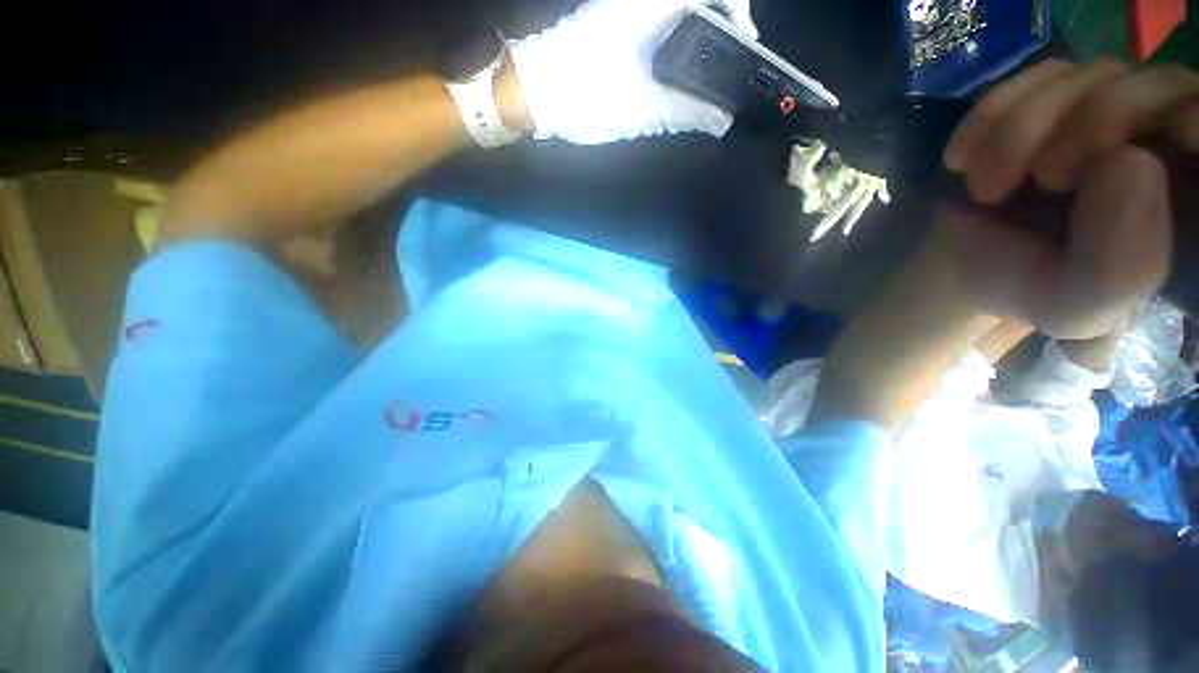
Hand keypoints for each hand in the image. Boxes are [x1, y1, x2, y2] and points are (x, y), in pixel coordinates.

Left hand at [509, 0, 757, 144]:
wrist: (533, 92)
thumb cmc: (586, 95)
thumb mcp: (643, 109)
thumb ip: (686, 112)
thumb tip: (723, 120)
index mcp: (649, 6)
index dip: (735, 7)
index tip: (745, 40)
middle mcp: (638, 1)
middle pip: (693, 2)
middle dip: (719, 24)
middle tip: (729, 60)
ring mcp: (623, 11)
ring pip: (675, 14)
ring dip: (697, 36)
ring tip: (709, 71)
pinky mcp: (612, 28)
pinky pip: (655, 26)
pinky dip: (675, 45)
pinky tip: (678, 73)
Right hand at [939, 60, 1198, 338]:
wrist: (971, 264)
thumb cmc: (1032, 287)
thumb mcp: (1078, 304)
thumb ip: (1120, 266)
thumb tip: (1129, 162)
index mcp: (1190, 193)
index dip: (1184, 125)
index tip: (1118, 164)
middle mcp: (1163, 138)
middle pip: (1156, 86)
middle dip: (1091, 124)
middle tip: (1043, 179)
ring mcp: (1110, 106)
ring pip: (1090, 76)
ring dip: (1024, 128)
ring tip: (986, 187)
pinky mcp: (1056, 94)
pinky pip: (1034, 76)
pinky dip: (991, 115)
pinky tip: (965, 159)